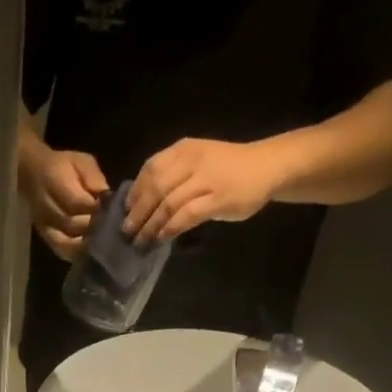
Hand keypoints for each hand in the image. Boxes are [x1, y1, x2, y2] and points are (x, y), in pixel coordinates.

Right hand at [18, 140, 108, 259]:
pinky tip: (89, 252)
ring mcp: (44, 225)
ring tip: (103, 243)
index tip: (113, 210)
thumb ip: (94, 178)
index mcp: (55, 180)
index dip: (96, 208)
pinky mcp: (45, 237)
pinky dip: (76, 254)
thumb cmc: (63, 166)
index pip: (78, 202)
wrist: (32, 174)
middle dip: (94, 227)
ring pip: (67, 242)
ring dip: (86, 244)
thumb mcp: (81, 161)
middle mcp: (46, 206)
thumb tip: (107, 197)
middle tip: (112, 229)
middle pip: (73, 224)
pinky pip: (61, 251)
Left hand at [124, 138, 281, 243]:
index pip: (150, 170)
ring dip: (150, 226)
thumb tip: (143, 203)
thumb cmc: (228, 168)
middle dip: (137, 213)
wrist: (266, 167)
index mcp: (183, 150)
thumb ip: (173, 176)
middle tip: (127, 232)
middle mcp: (191, 161)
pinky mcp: (217, 199)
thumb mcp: (197, 162)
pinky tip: (161, 238)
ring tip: (140, 241)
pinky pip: (186, 215)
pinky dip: (170, 228)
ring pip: (168, 204)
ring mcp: (205, 179)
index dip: (134, 193)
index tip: (125, 212)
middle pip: (155, 189)